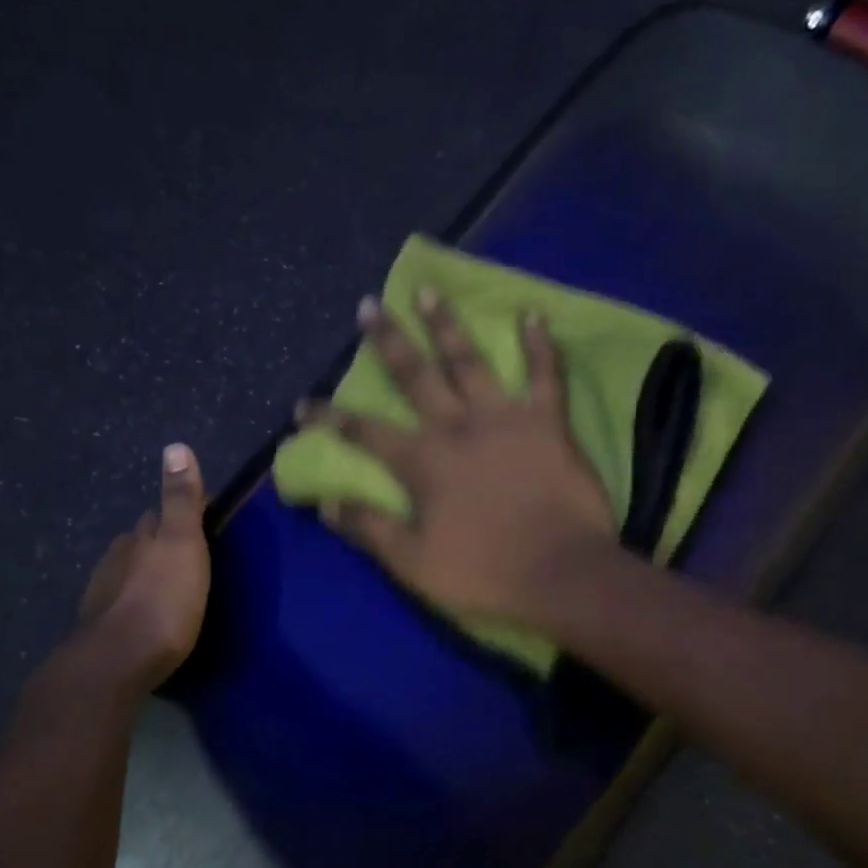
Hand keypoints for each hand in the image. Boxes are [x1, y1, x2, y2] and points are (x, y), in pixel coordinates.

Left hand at [70, 443, 210, 690]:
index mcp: (140, 536)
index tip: (206, 523)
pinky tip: (149, 615)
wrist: (116, 662)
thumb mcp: (183, 545)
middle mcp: (117, 556)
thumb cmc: (162, 601)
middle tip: (193, 556)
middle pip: (142, 541)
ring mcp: (104, 591)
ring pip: (130, 571)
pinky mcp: (100, 624)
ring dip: (149, 573)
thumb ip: (180, 500)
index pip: (160, 513)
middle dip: (162, 542)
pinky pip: (123, 601)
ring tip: (174, 587)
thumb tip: (175, 445)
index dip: (182, 514)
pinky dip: (138, 601)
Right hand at [297, 290, 616, 623]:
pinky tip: (534, 314)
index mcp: (423, 462)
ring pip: (469, 360)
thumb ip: (370, 528)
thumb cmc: (485, 573)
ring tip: (430, 291)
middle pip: (414, 375)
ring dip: (447, 325)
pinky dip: (541, 344)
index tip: (304, 403)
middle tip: (370, 305)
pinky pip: (547, 374)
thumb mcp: (414, 564)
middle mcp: (457, 427)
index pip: (364, 432)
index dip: (331, 417)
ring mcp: (504, 417)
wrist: (563, 575)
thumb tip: (326, 503)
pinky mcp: (548, 422)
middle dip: (388, 341)